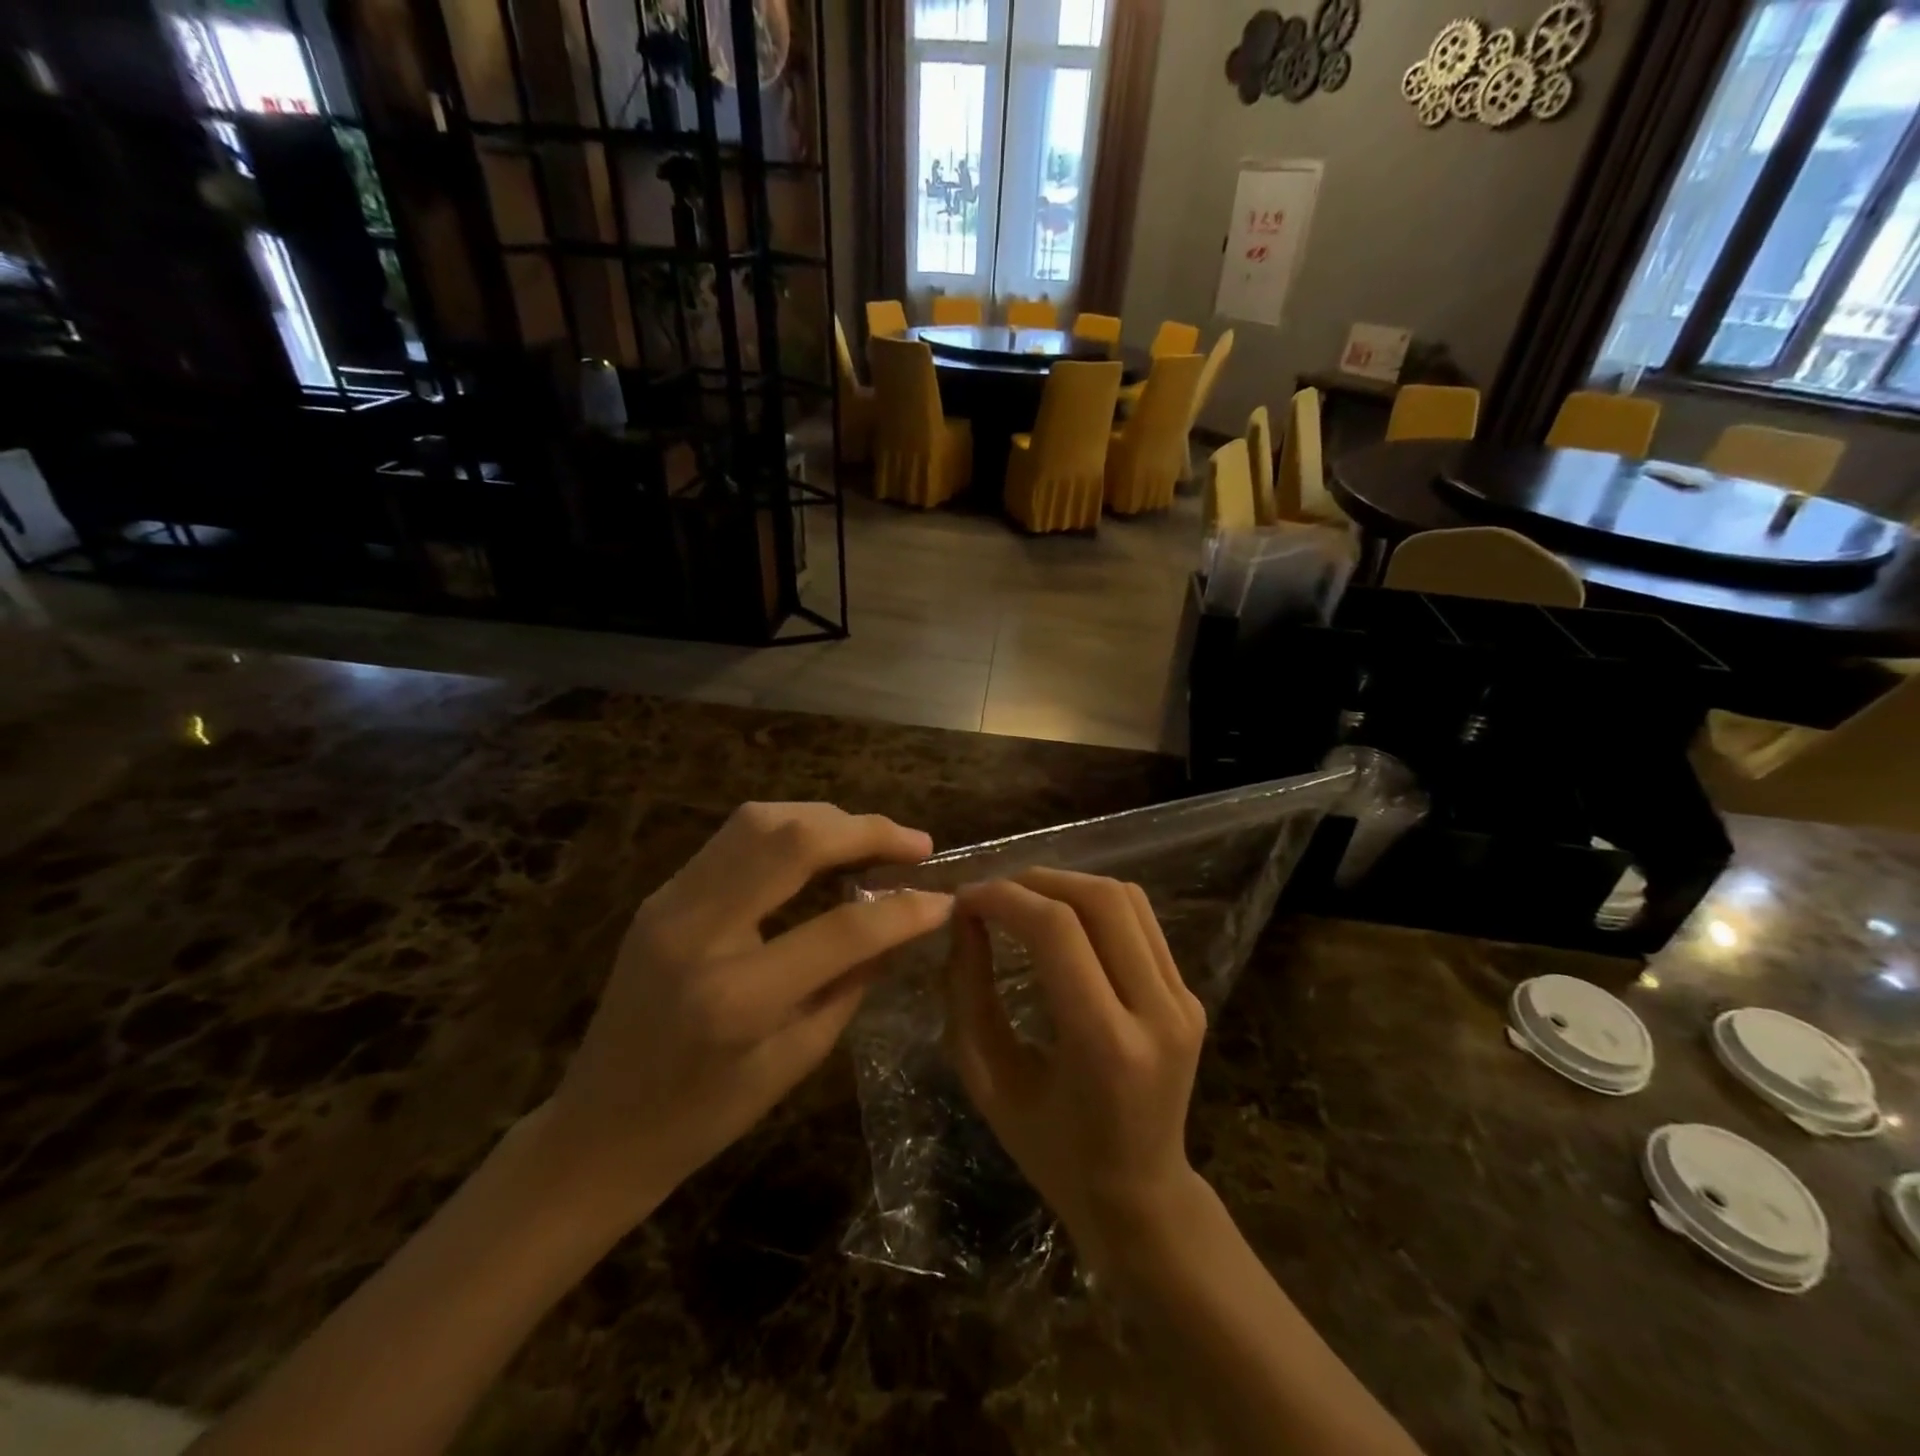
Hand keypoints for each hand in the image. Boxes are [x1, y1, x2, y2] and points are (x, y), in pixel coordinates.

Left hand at [541, 803, 951, 1224]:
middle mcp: (698, 931)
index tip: (944, 898)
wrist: (596, 1130)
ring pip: (760, 821)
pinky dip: (789, 828)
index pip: (842, 929)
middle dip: (867, 831)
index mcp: (736, 997)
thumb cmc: (702, 1117)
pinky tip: (821, 846)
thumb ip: (851, 983)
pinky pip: (735, 837)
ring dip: (827, 819)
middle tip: (916, 843)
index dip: (904, 910)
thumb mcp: (794, 1061)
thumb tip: (901, 924)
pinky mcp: (662, 894)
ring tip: (873, 838)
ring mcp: (670, 903)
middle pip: (793, 841)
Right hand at [942, 869, 1207, 1267]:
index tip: (965, 900)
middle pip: (1099, 899)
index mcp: (1105, 1045)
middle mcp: (1157, 1012)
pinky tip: (1062, 919)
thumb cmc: (1052, 1151)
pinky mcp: (1190, 995)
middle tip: (992, 894)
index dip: (1004, 899)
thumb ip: (969, 995)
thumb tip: (965, 920)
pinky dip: (1093, 904)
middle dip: (1036, 880)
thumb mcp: (990, 1082)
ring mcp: (1183, 1000)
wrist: (1141, 1195)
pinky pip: (1141, 921)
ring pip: (1125, 899)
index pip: (1056, 931)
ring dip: (1066, 884)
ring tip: (1022, 899)